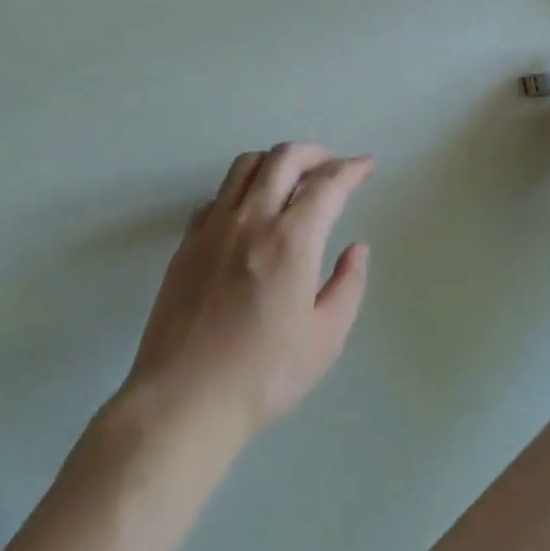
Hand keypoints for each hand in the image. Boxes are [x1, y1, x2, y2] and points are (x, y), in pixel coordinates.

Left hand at [122, 143, 372, 445]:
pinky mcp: (188, 240)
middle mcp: (251, 219)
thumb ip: (347, 286)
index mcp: (290, 241)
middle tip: (331, 165)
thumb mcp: (324, 340)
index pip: (326, 185)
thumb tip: (357, 248)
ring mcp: (214, 226)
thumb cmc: (263, 375)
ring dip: (275, 160)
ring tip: (291, 177)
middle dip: (314, 152)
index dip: (350, 169)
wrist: (184, 398)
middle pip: (283, 158)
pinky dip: (242, 187)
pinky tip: (249, 210)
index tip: (365, 165)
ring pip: (245, 165)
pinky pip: (218, 194)